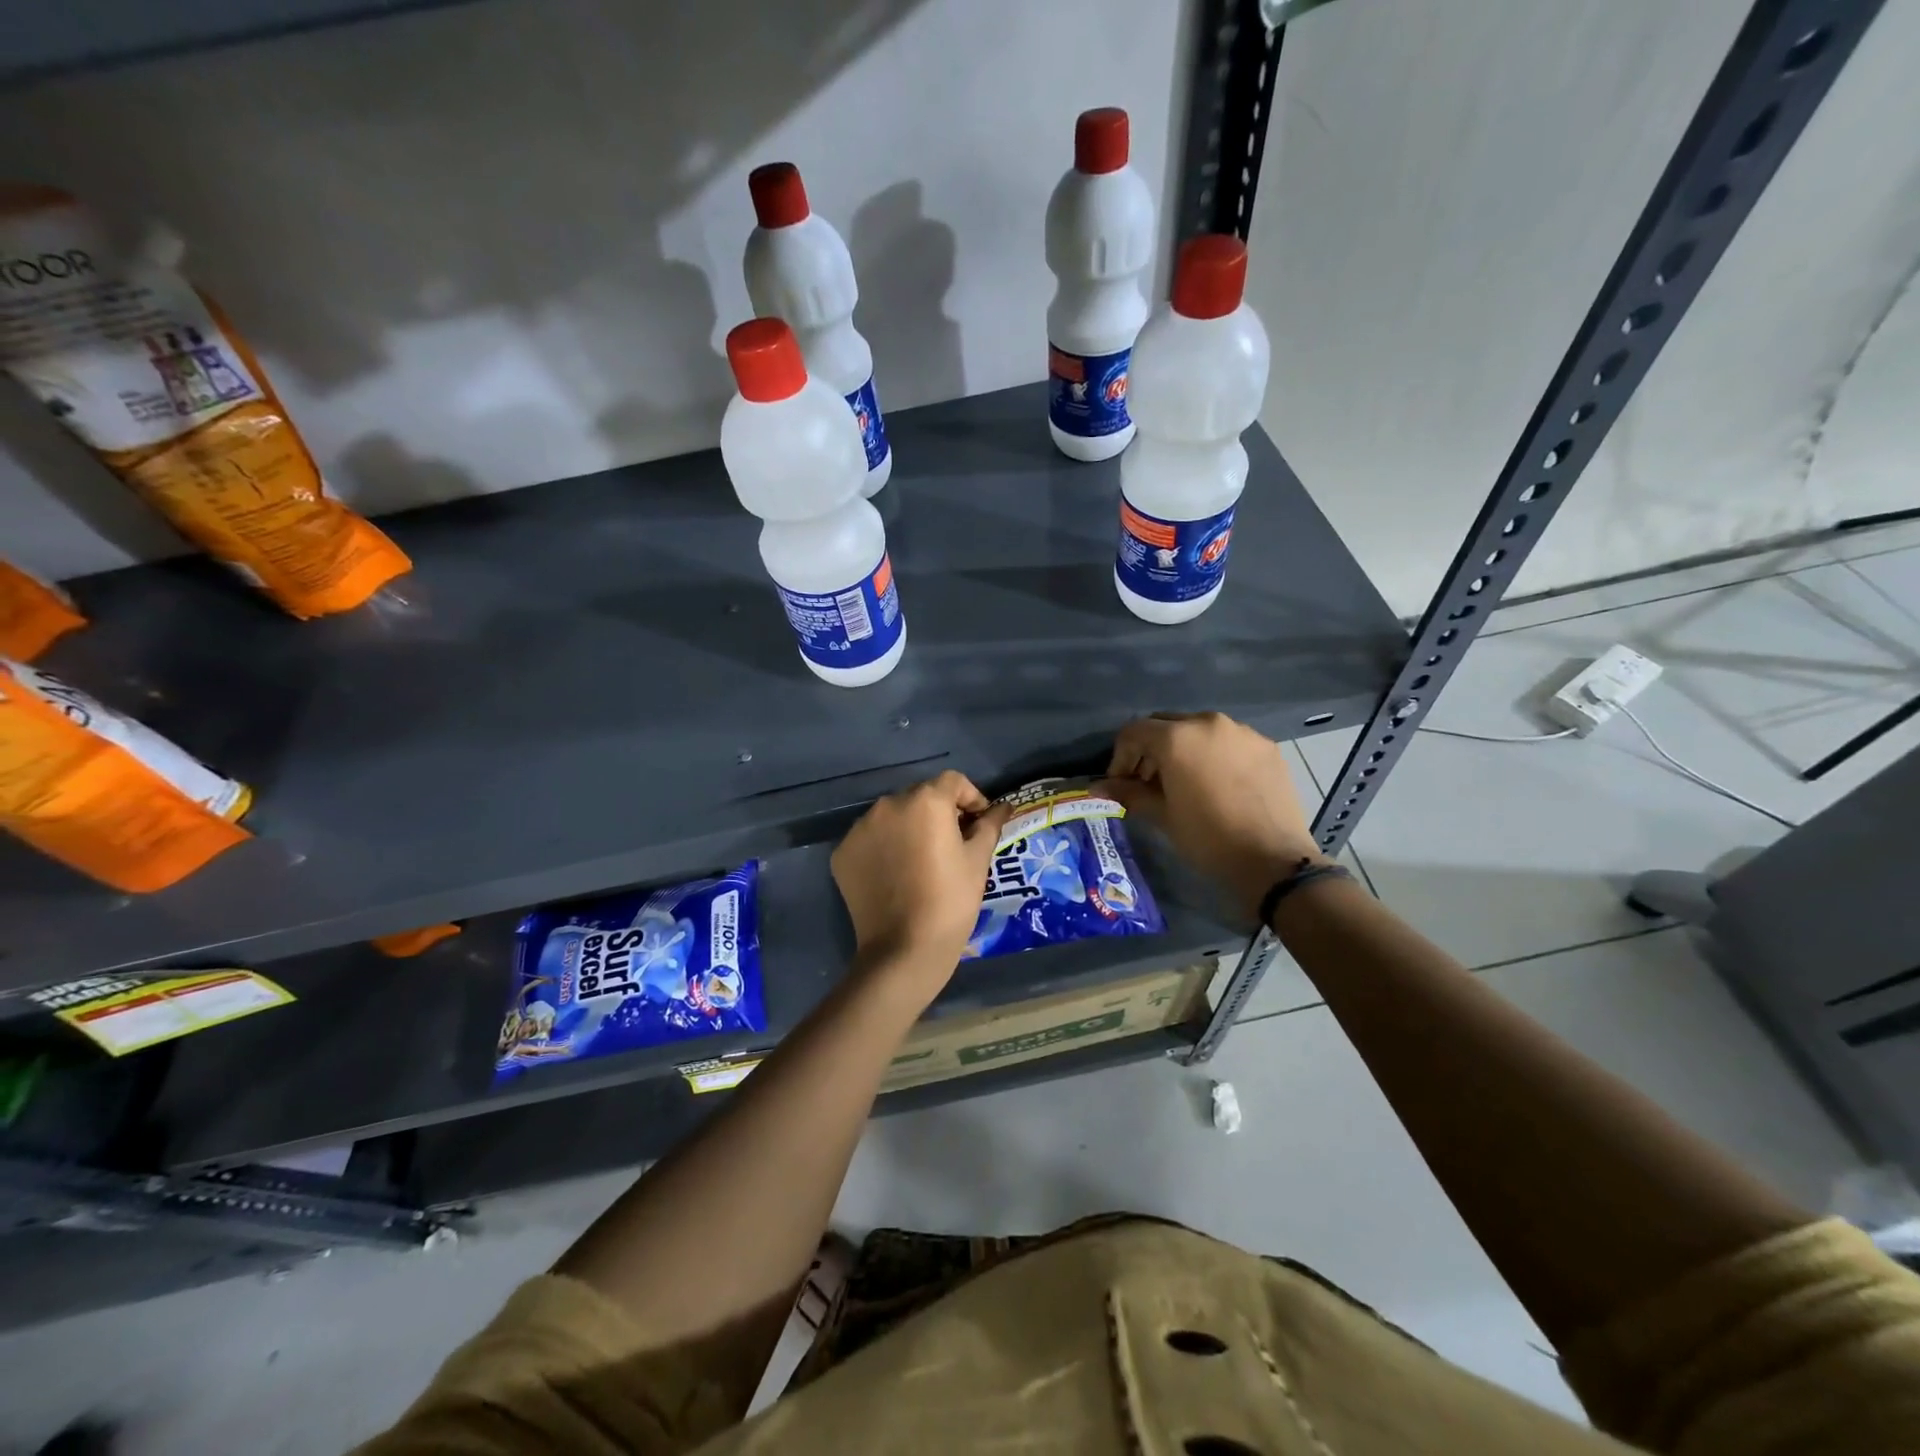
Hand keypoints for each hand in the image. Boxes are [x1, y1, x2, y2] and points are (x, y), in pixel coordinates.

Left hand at [831, 771, 1012, 992]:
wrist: (904, 949)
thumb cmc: (951, 901)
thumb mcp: (978, 861)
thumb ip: (989, 825)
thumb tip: (1004, 806)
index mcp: (926, 801)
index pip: (953, 781)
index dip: (971, 798)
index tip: (979, 823)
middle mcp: (889, 804)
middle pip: (920, 796)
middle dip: (939, 812)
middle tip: (953, 843)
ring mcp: (860, 828)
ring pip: (892, 816)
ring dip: (909, 828)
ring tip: (922, 860)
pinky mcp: (843, 852)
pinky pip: (870, 839)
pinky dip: (884, 847)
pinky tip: (897, 874)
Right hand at [1099, 712, 1323, 920]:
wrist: (1273, 861)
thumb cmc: (1208, 838)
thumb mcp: (1162, 815)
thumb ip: (1129, 793)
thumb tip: (1098, 787)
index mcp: (1178, 737)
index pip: (1134, 732)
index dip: (1120, 757)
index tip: (1120, 784)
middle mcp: (1209, 723)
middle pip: (1166, 725)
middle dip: (1150, 750)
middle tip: (1147, 783)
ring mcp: (1242, 733)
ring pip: (1199, 731)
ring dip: (1182, 751)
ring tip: (1182, 784)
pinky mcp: (1267, 747)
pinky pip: (1228, 743)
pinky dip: (1213, 756)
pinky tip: (1216, 786)